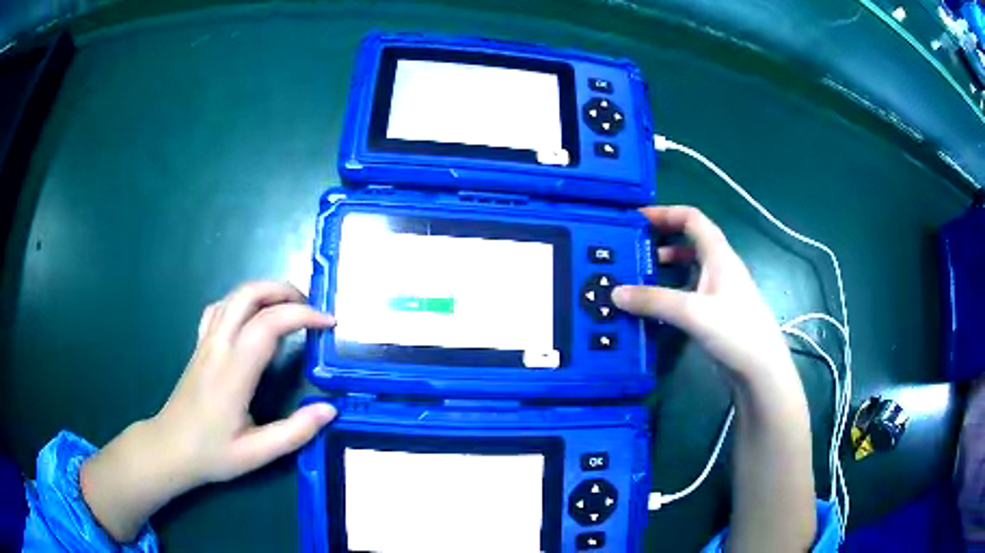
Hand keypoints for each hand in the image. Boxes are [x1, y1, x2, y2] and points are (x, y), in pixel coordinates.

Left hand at [81, 281, 335, 541]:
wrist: (170, 448)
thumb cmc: (212, 453)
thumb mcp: (257, 454)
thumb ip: (295, 432)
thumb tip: (330, 409)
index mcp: (233, 371)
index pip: (269, 323)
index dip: (303, 316)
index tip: (329, 323)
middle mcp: (218, 346)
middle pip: (249, 295)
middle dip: (285, 291)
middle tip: (311, 309)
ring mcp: (205, 342)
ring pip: (234, 296)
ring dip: (265, 292)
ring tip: (290, 308)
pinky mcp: (199, 345)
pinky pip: (220, 308)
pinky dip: (242, 301)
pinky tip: (251, 317)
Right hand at [612, 206, 795, 385]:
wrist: (761, 371)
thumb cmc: (735, 331)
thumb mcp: (692, 312)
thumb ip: (654, 301)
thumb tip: (615, 293)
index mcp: (719, 255)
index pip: (692, 218)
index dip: (665, 212)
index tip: (636, 219)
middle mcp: (719, 267)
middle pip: (689, 241)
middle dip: (661, 239)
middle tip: (632, 249)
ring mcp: (718, 291)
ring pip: (688, 268)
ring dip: (664, 267)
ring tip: (638, 277)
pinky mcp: (715, 313)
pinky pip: (688, 292)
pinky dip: (670, 292)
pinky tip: (653, 307)